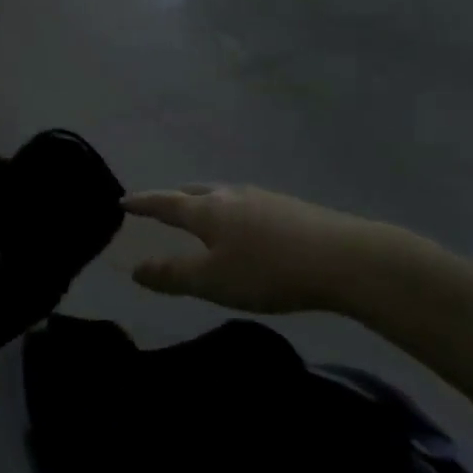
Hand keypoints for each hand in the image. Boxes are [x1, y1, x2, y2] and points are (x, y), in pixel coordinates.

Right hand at [122, 184, 412, 315]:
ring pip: (223, 196)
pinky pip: (248, 205)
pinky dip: (233, 213)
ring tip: (201, 217)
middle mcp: (231, 195)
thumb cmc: (269, 270)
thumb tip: (134, 269)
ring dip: (205, 204)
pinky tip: (246, 229)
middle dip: (173, 199)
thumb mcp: (212, 280)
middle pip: (194, 192)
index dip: (142, 203)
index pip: (164, 203)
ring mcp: (265, 198)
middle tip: (160, 207)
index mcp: (206, 210)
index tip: (122, 200)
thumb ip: (171, 275)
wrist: (349, 259)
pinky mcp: (292, 209)